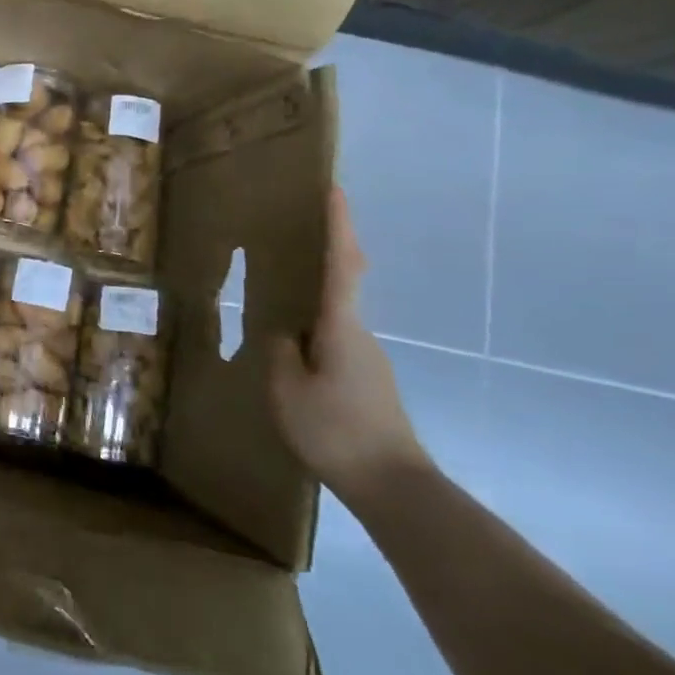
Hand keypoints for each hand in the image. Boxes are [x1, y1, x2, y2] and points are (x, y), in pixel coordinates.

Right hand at [268, 186, 429, 502]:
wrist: (393, 485)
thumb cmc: (335, 431)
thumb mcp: (287, 389)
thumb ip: (281, 352)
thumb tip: (284, 331)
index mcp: (341, 328)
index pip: (341, 265)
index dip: (339, 226)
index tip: (336, 189)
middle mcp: (360, 334)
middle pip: (346, 281)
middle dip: (332, 248)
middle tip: (308, 224)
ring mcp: (367, 357)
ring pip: (337, 314)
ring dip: (317, 293)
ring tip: (282, 290)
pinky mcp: (367, 379)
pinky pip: (335, 338)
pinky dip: (316, 327)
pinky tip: (294, 347)